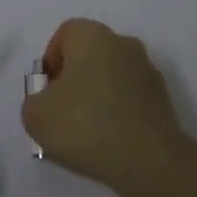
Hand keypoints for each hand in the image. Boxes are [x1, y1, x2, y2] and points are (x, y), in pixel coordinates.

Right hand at [23, 18, 190, 196]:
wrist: (149, 161)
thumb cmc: (86, 125)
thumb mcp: (36, 115)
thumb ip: (33, 102)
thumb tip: (48, 103)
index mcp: (92, 35)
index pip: (65, 34)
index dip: (51, 61)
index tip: (47, 92)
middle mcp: (123, 43)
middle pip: (89, 55)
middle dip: (73, 81)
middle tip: (62, 114)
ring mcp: (148, 71)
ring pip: (111, 78)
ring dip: (97, 99)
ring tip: (86, 136)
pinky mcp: (163, 100)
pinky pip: (130, 100)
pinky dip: (118, 116)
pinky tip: (110, 144)